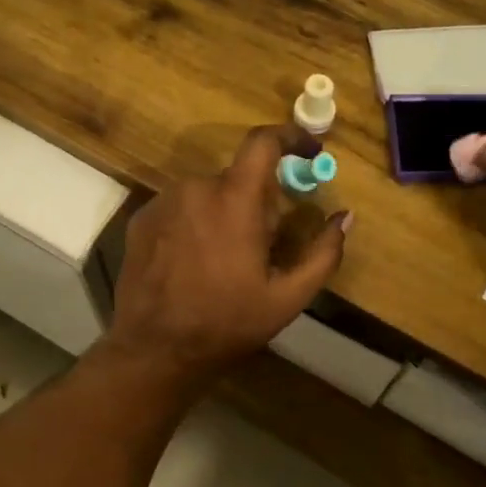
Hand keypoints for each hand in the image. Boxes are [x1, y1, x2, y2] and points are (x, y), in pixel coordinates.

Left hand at [103, 125, 350, 386]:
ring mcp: (162, 203)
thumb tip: (345, 218)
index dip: (291, 137)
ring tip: (226, 261)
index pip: (263, 143)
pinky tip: (194, 263)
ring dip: (224, 213)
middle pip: (238, 178)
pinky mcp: (141, 220)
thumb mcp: (286, 298)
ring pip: (207, 194)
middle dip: (257, 202)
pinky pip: (180, 208)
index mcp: (234, 199)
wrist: (154, 349)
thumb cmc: (225, 323)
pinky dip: (195, 224)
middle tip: (264, 245)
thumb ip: (322, 253)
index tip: (308, 151)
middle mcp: (195, 188)